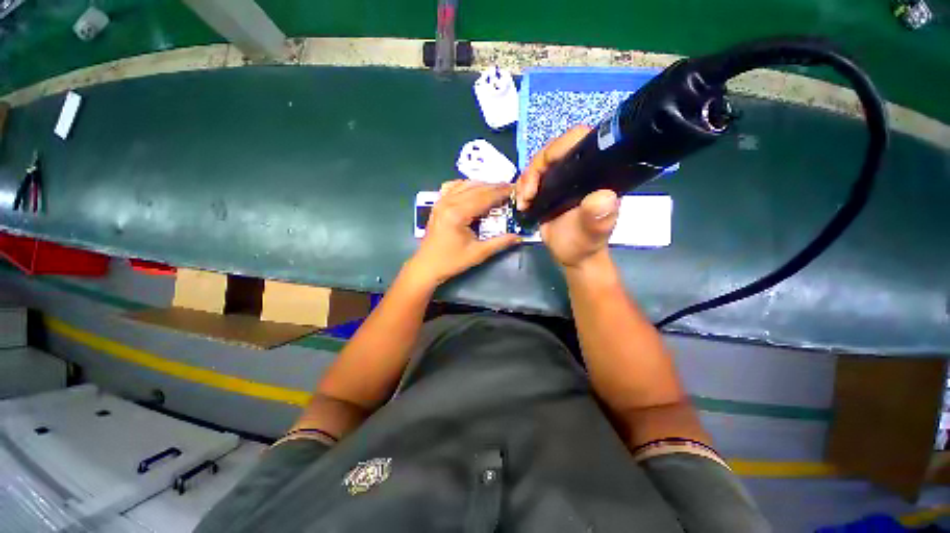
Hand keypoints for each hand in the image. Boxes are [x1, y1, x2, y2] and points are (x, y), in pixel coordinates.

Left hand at [404, 180, 520, 287]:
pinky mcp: (438, 204)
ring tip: (496, 189)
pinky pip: (453, 187)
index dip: (501, 193)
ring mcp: (441, 201)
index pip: (485, 197)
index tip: (515, 189)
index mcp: (458, 213)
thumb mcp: (478, 253)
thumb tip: (519, 237)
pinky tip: (474, 189)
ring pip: (465, 185)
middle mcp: (448, 202)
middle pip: (476, 188)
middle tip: (510, 189)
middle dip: (494, 187)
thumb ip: (500, 243)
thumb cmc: (452, 261)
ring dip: (482, 185)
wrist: (427, 266)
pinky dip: (465, 185)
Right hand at [515, 126, 619, 269]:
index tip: (542, 171)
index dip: (557, 147)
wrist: (571, 256)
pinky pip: (531, 177)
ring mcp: (562, 179)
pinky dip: (522, 187)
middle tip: (528, 194)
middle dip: (535, 169)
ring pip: (538, 164)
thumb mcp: (592, 233)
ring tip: (524, 201)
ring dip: (526, 180)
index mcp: (596, 172)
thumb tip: (604, 197)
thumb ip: (598, 217)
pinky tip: (522, 202)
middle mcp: (579, 170)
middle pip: (552, 151)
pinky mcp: (549, 188)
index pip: (578, 140)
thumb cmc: (584, 243)